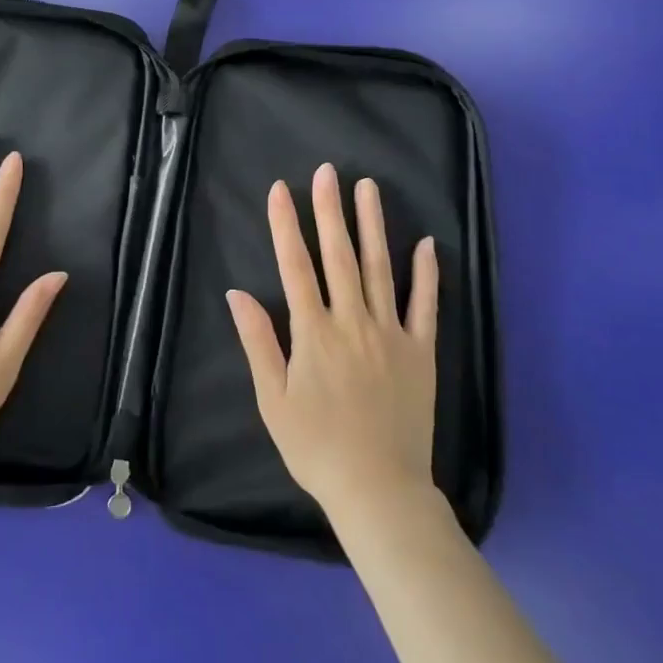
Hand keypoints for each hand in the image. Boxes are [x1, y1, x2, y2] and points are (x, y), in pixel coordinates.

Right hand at [227, 165, 438, 522]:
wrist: (379, 491)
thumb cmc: (316, 447)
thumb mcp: (273, 399)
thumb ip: (258, 342)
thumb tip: (236, 293)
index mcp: (314, 333)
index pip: (295, 266)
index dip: (286, 225)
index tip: (281, 190)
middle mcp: (352, 322)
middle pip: (339, 256)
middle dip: (330, 210)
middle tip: (328, 171)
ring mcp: (391, 334)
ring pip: (380, 269)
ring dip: (372, 226)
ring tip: (368, 187)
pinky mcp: (421, 352)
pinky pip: (425, 306)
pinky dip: (426, 273)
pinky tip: (426, 243)